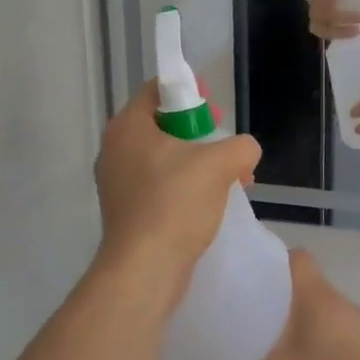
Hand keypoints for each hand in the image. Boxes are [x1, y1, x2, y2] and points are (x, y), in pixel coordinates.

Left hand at [94, 84, 260, 276]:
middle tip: (226, 147)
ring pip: (163, 158)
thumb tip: (244, 151)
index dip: (190, 92)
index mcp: (127, 126)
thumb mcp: (219, 165)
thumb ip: (240, 147)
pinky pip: (158, 185)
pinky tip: (211, 203)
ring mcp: (116, 182)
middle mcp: (115, 149)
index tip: (216, 111)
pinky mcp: (125, 210)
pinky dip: (184, 186)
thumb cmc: (175, 204)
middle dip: (200, 133)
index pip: (157, 90)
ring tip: (230, 179)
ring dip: (197, 163)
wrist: (145, 269)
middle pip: (162, 124)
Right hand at [186, 251, 359, 359]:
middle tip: (249, 316)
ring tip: (272, 350)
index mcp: (318, 296)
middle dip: (280, 300)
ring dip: (303, 330)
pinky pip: (340, 349)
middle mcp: (343, 307)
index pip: (297, 258)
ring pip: (325, 320)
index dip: (273, 259)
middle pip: (308, 289)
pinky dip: (321, 357)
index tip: (247, 274)